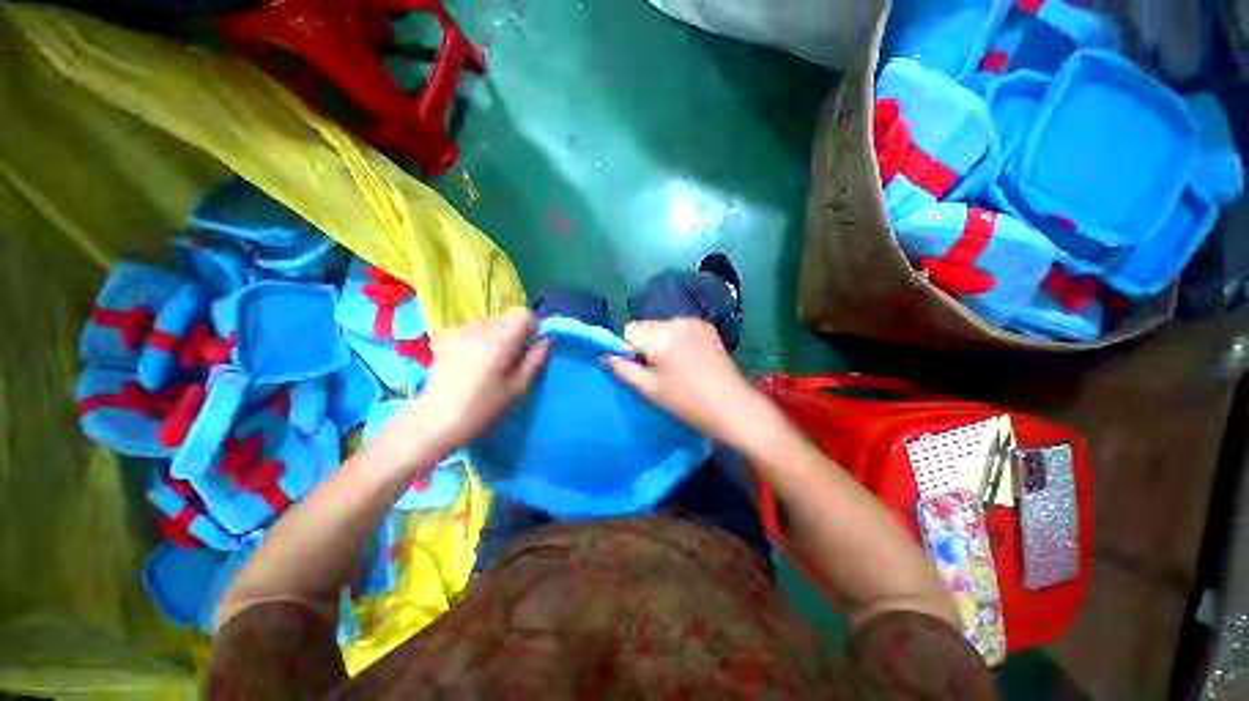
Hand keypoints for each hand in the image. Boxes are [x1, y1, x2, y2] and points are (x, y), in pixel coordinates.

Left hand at [408, 307, 548, 449]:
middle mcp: (480, 327)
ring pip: (490, 323)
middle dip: (514, 333)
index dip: (532, 328)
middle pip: (507, 317)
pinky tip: (470, 361)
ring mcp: (459, 330)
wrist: (435, 420)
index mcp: (500, 339)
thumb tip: (547, 340)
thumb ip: (535, 359)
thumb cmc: (482, 407)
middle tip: (510, 360)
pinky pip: (472, 329)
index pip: (524, 314)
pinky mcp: (445, 337)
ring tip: (488, 363)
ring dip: (496, 336)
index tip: (529, 348)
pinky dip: (478, 339)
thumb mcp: (517, 387)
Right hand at [604, 319, 763, 443]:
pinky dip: (677, 338)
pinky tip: (689, 358)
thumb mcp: (649, 389)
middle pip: (646, 326)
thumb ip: (622, 369)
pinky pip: (680, 327)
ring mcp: (694, 321)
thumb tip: (604, 355)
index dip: (630, 349)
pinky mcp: (707, 326)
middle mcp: (676, 321)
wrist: (733, 406)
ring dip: (661, 340)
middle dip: (645, 344)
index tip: (642, 368)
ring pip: (662, 326)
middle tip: (659, 370)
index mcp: (659, 337)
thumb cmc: (687, 403)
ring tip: (676, 365)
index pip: (629, 330)